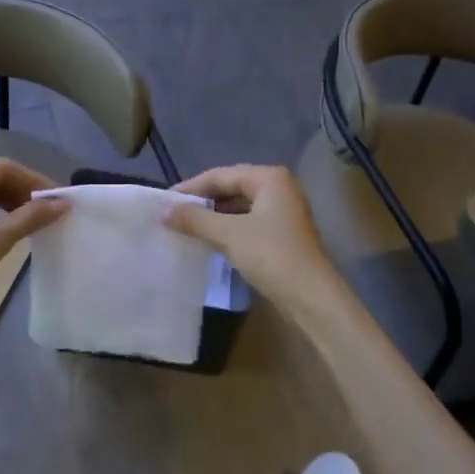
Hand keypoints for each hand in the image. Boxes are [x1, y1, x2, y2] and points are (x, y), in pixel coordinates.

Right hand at [165, 165, 338, 307]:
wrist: (312, 298)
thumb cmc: (271, 256)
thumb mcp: (229, 235)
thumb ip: (195, 219)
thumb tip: (162, 210)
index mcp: (268, 178)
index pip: (220, 175)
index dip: (190, 187)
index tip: (163, 201)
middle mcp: (278, 187)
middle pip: (230, 187)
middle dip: (202, 200)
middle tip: (172, 213)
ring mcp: (283, 210)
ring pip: (239, 206)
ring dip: (214, 215)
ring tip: (185, 226)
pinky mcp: (283, 232)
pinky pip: (248, 221)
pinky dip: (228, 227)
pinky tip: (210, 239)